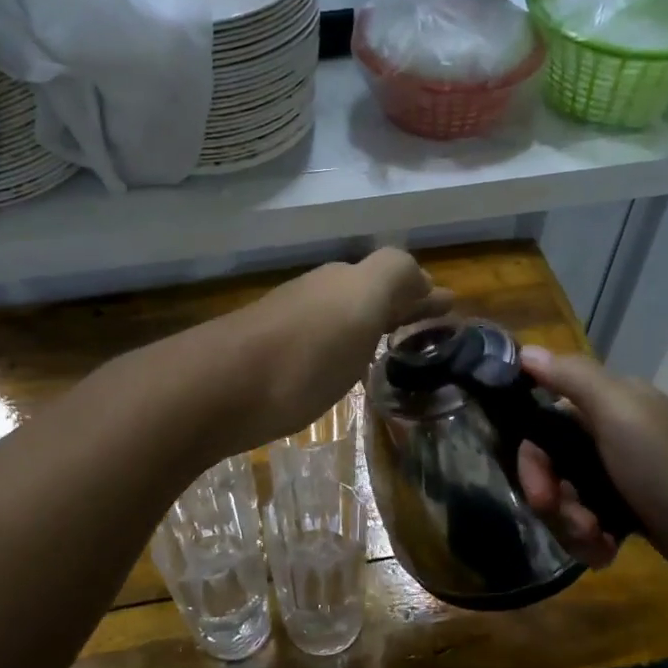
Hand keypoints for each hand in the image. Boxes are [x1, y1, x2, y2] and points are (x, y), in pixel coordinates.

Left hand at [226, 248, 451, 447]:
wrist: (219, 389)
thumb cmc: (304, 352)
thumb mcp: (361, 303)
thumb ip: (394, 278)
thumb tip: (421, 279)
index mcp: (345, 282)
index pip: (395, 278)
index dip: (422, 294)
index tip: (448, 310)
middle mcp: (317, 296)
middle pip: (367, 295)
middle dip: (399, 306)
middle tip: (426, 330)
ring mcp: (289, 326)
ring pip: (342, 318)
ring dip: (370, 327)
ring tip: (391, 350)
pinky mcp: (269, 360)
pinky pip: (320, 346)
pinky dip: (343, 350)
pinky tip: (342, 371)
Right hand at [514, 347, 667, 595]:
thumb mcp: (619, 411)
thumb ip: (571, 377)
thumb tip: (524, 350)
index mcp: (607, 405)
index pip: (543, 421)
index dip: (530, 454)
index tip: (536, 484)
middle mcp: (611, 436)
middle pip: (550, 465)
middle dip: (549, 496)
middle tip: (563, 515)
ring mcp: (622, 479)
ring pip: (566, 499)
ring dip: (570, 524)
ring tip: (595, 539)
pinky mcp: (633, 516)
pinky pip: (589, 526)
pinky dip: (590, 542)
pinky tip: (606, 553)